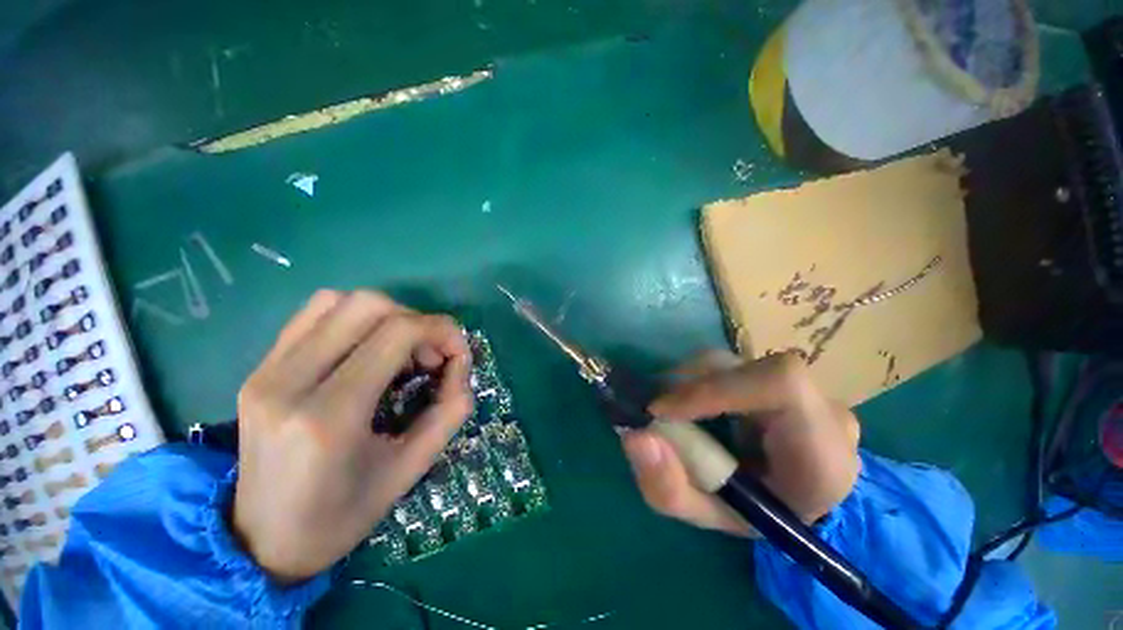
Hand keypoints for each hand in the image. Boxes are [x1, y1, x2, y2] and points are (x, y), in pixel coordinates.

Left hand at [232, 290, 473, 581]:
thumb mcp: (411, 468)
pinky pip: (313, 315)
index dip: (441, 331)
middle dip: (417, 321)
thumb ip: (450, 410)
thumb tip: (461, 366)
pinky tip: (368, 349)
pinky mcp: (258, 368)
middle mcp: (289, 381)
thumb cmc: (342, 516)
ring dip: (386, 316)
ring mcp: (266, 370)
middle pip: (368, 306)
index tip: (459, 353)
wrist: (262, 542)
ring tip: (400, 352)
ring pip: (339, 301)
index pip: (397, 333)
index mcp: (329, 416)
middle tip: (431, 356)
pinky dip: (354, 319)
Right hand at [621, 351, 859, 535]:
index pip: (778, 387)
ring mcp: (804, 384)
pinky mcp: (779, 373)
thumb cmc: (762, 516)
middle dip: (687, 385)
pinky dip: (696, 379)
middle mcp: (821, 406)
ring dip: (687, 380)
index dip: (713, 388)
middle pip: (742, 368)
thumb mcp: (711, 518)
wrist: (802, 498)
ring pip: (730, 361)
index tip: (661, 411)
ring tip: (669, 409)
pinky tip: (688, 402)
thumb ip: (669, 488)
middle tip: (655, 412)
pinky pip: (730, 365)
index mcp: (822, 452)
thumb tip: (632, 436)